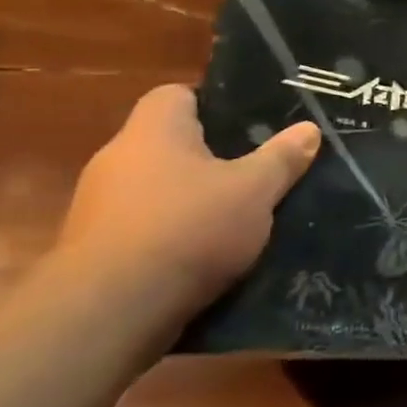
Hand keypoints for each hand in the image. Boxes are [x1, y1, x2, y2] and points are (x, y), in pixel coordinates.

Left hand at [54, 84, 320, 326]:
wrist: (111, 311)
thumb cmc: (188, 229)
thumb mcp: (255, 190)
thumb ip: (282, 158)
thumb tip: (310, 128)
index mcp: (153, 131)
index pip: (176, 95)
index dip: (213, 104)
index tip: (250, 124)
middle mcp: (116, 159)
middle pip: (169, 144)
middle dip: (210, 157)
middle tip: (256, 170)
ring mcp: (99, 206)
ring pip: (157, 188)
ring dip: (191, 199)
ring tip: (237, 215)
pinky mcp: (95, 249)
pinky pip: (145, 227)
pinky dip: (173, 235)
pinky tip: (206, 254)